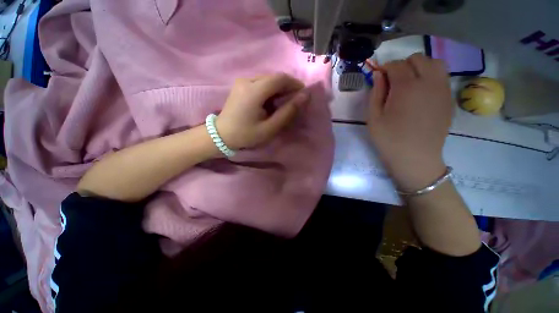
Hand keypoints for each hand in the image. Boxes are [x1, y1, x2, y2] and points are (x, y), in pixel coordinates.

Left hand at [216, 73, 309, 149]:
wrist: (221, 135)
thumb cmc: (246, 134)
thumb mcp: (270, 127)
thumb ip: (288, 112)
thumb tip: (305, 96)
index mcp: (254, 91)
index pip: (280, 78)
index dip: (294, 83)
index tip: (302, 95)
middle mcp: (247, 80)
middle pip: (274, 77)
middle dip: (287, 87)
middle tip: (294, 101)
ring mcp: (242, 81)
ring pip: (267, 79)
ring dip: (279, 89)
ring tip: (283, 103)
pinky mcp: (240, 85)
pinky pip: (260, 83)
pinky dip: (270, 90)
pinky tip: (270, 102)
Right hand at [368, 53, 452, 190]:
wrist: (415, 158)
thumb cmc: (389, 139)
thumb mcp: (373, 117)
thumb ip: (376, 93)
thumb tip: (379, 74)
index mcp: (407, 87)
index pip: (396, 64)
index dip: (385, 68)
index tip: (378, 78)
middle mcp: (429, 82)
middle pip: (418, 58)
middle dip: (402, 65)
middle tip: (393, 82)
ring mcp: (443, 90)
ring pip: (435, 63)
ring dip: (420, 68)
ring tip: (409, 84)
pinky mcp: (449, 99)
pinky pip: (442, 77)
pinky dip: (430, 77)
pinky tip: (421, 93)